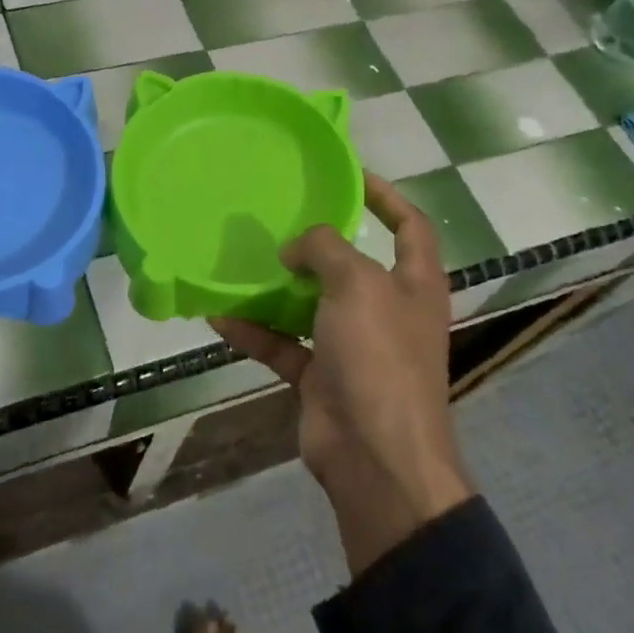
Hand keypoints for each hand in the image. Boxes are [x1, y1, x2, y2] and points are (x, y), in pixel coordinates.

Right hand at [215, 172, 471, 576]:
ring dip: (279, 287)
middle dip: (319, 242)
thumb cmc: (379, 357)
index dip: (385, 195)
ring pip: (312, 304)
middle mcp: (387, 310)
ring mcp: (354, 346)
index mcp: (415, 284)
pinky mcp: (322, 377)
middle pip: (353, 264)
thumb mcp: (357, 284)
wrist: (375, 458)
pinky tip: (219, 315)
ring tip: (242, 260)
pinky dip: (255, 330)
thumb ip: (326, 248)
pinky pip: (283, 344)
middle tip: (279, 217)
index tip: (348, 175)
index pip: (409, 225)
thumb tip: (296, 248)